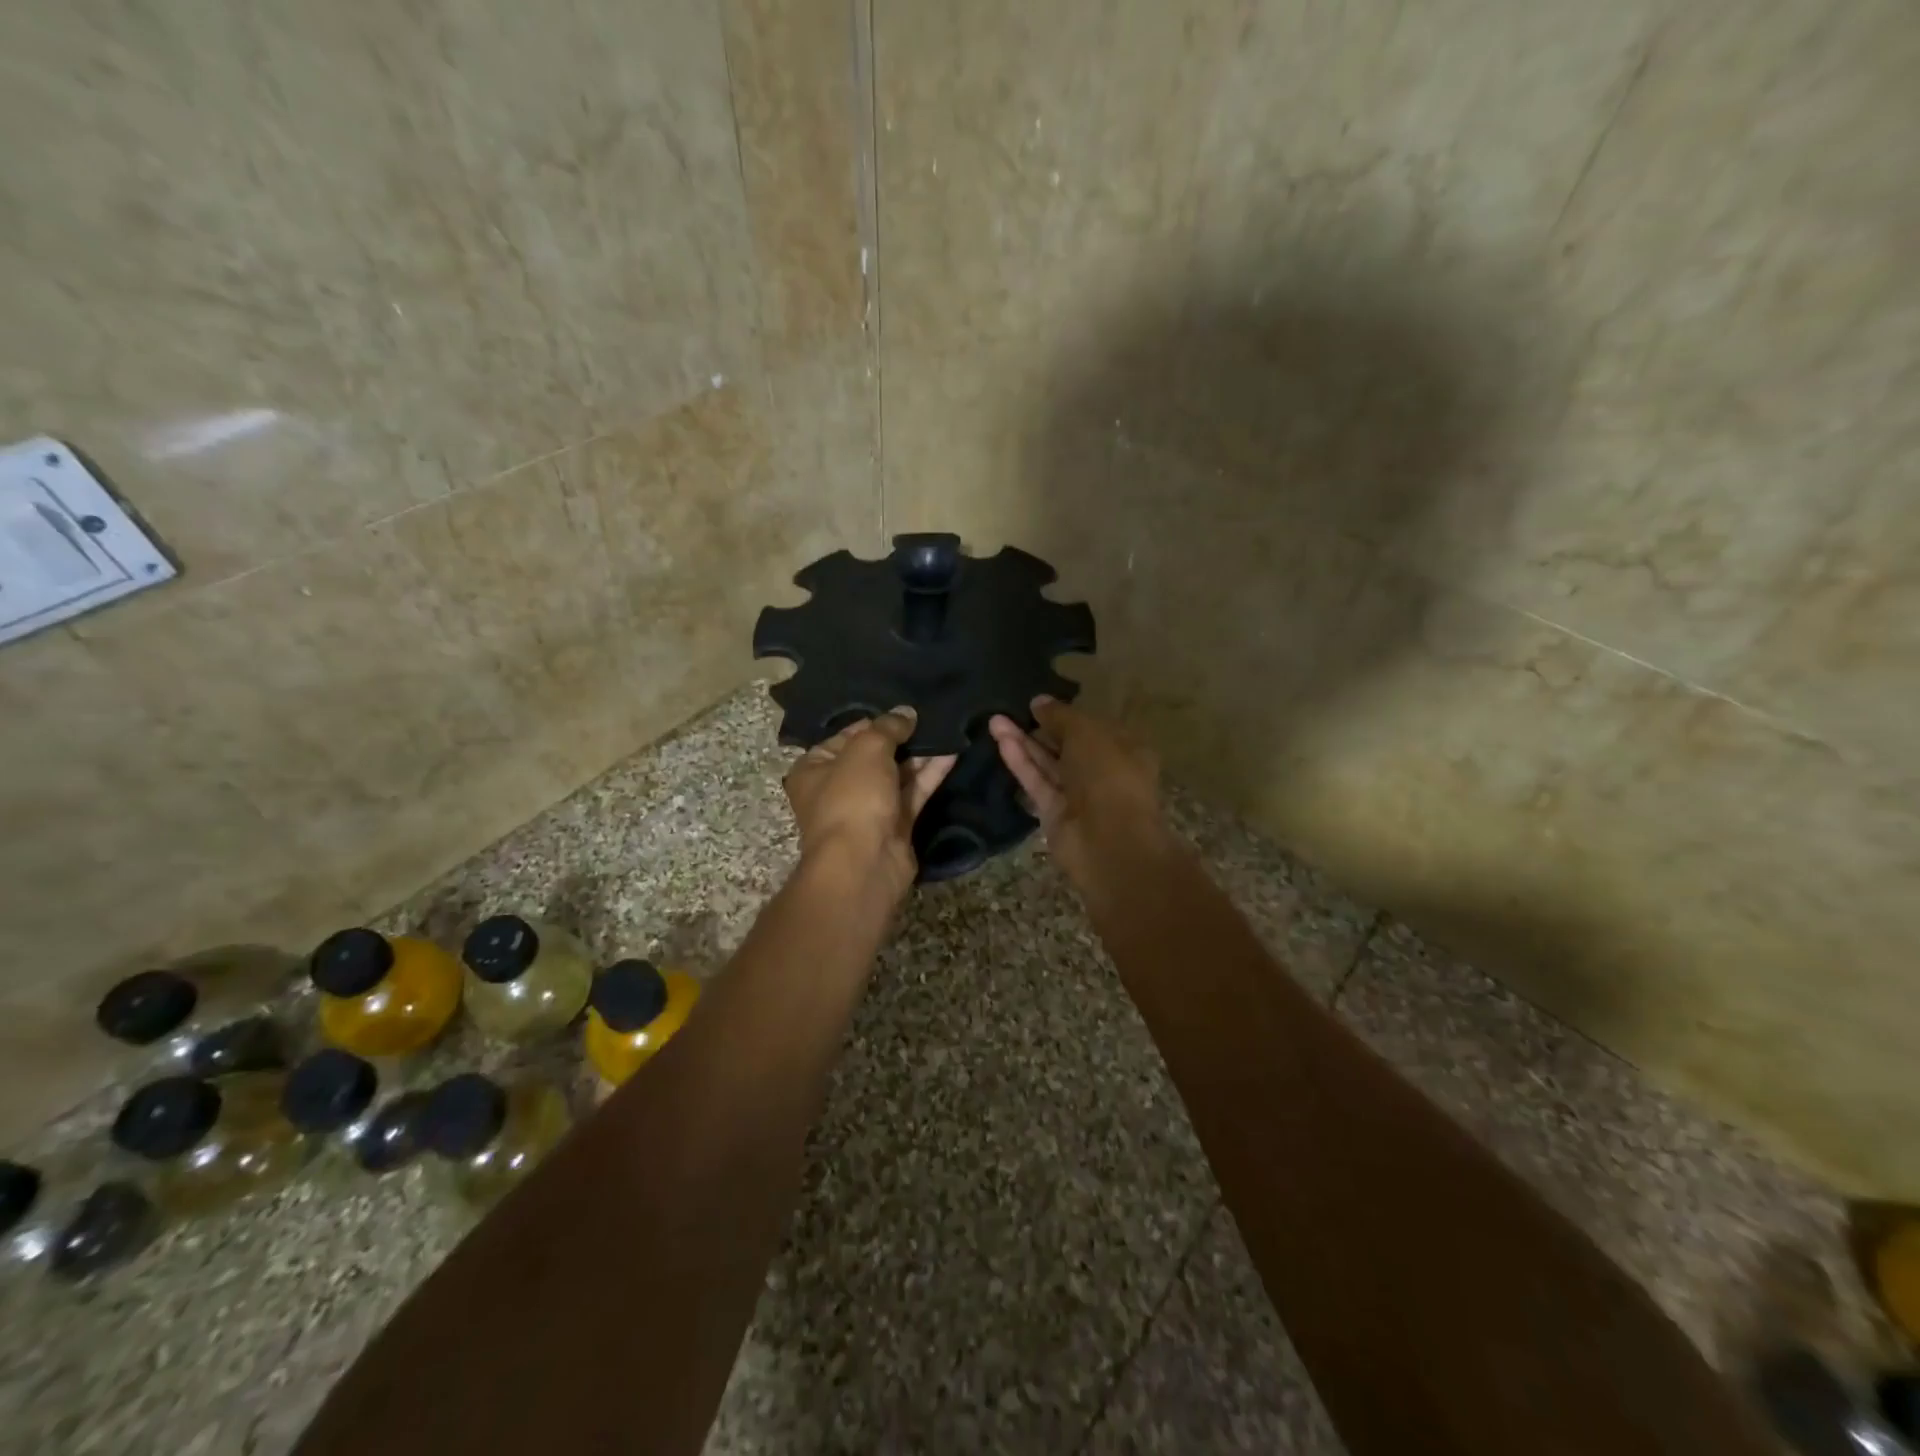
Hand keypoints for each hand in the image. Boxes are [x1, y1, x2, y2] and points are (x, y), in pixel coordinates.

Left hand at [783, 706, 956, 896]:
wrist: (864, 863)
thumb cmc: (852, 798)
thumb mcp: (867, 749)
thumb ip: (888, 727)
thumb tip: (906, 712)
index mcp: (814, 768)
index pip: (847, 735)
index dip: (876, 721)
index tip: (905, 710)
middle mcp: (837, 788)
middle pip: (874, 755)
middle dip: (902, 738)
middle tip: (932, 716)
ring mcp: (867, 809)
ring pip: (896, 775)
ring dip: (920, 755)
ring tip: (948, 730)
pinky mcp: (894, 826)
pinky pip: (913, 794)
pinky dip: (930, 775)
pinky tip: (952, 753)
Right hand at [988, 696, 1170, 888]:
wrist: (1109, 841)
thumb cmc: (1109, 775)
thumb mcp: (1086, 732)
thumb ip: (1060, 715)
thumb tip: (1039, 701)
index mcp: (1124, 748)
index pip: (1091, 726)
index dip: (1065, 714)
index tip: (1037, 702)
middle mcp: (1102, 771)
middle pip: (1066, 745)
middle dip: (1039, 727)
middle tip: (1009, 708)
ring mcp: (1078, 794)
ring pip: (1047, 763)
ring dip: (1023, 742)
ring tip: (994, 719)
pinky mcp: (1054, 813)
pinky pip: (1036, 781)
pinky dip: (1020, 762)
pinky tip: (1000, 740)